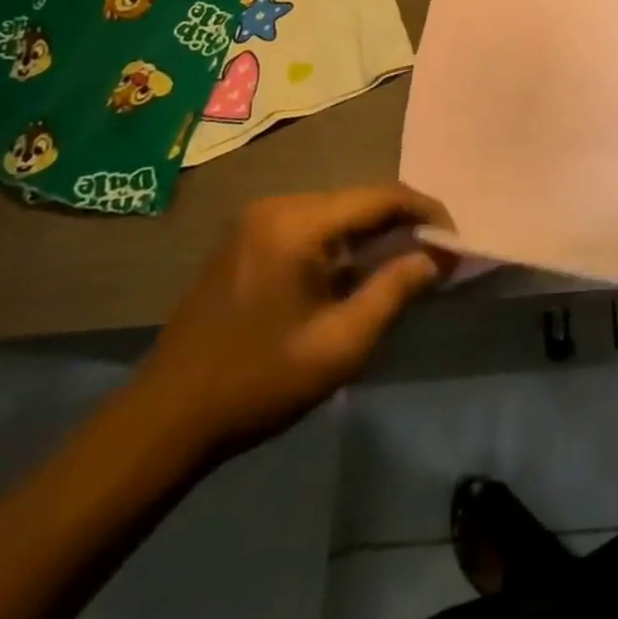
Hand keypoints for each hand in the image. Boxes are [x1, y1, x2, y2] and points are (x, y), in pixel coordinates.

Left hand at [129, 185, 452, 457]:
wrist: (162, 421)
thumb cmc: (258, 382)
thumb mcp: (340, 346)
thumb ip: (395, 291)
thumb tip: (435, 257)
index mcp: (299, 223)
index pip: (381, 197)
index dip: (426, 213)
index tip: (455, 241)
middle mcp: (278, 206)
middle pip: (359, 200)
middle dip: (401, 224)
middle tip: (434, 257)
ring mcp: (257, 220)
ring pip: (336, 212)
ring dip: (373, 234)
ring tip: (404, 264)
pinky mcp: (246, 238)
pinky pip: (311, 225)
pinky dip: (342, 242)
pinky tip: (355, 272)